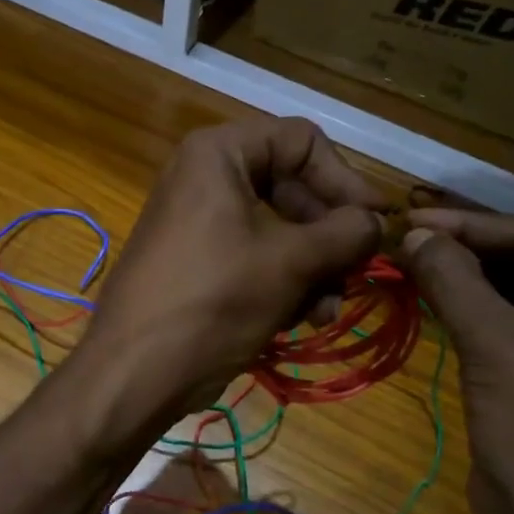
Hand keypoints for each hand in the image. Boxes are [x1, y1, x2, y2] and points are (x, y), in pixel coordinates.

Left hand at [67, 117, 383, 445]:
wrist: (135, 372)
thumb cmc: (213, 301)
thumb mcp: (290, 263)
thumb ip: (345, 233)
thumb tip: (378, 222)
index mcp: (219, 153)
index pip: (302, 141)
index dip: (345, 179)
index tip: (377, 222)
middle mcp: (207, 176)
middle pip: (293, 186)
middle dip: (329, 234)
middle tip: (357, 271)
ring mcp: (201, 220)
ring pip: (280, 228)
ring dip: (313, 267)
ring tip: (328, 309)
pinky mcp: (200, 261)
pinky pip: (256, 256)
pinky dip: (284, 282)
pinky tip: (304, 319)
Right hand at [400, 209, 513, 513]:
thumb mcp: (497, 350)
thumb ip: (455, 281)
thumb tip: (413, 233)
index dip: (472, 226)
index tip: (412, 217)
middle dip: (468, 251)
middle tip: (407, 238)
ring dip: (467, 281)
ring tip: (410, 263)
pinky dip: (475, 313)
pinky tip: (434, 299)